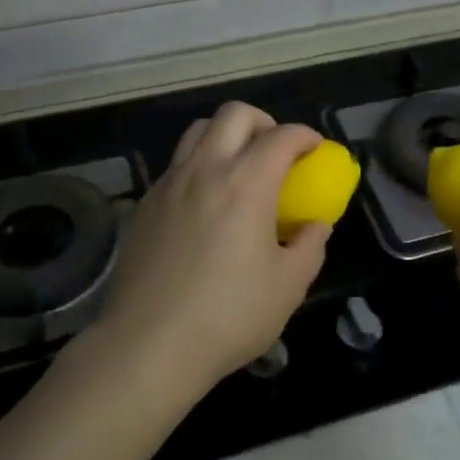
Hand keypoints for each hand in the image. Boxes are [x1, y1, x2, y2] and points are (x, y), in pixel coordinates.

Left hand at [87, 101, 329, 404]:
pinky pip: (176, 166)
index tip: (315, 149)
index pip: (282, 136)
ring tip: (239, 170)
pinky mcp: (144, 205)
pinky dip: (198, 167)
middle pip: (234, 114)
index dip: (305, 136)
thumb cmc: (228, 316)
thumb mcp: (289, 286)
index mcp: (246, 183)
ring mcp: (169, 184)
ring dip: (226, 137)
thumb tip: (315, 224)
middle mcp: (205, 170)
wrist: (148, 345)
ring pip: (198, 132)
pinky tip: (204, 205)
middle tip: (276, 153)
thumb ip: (309, 245)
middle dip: (263, 122)